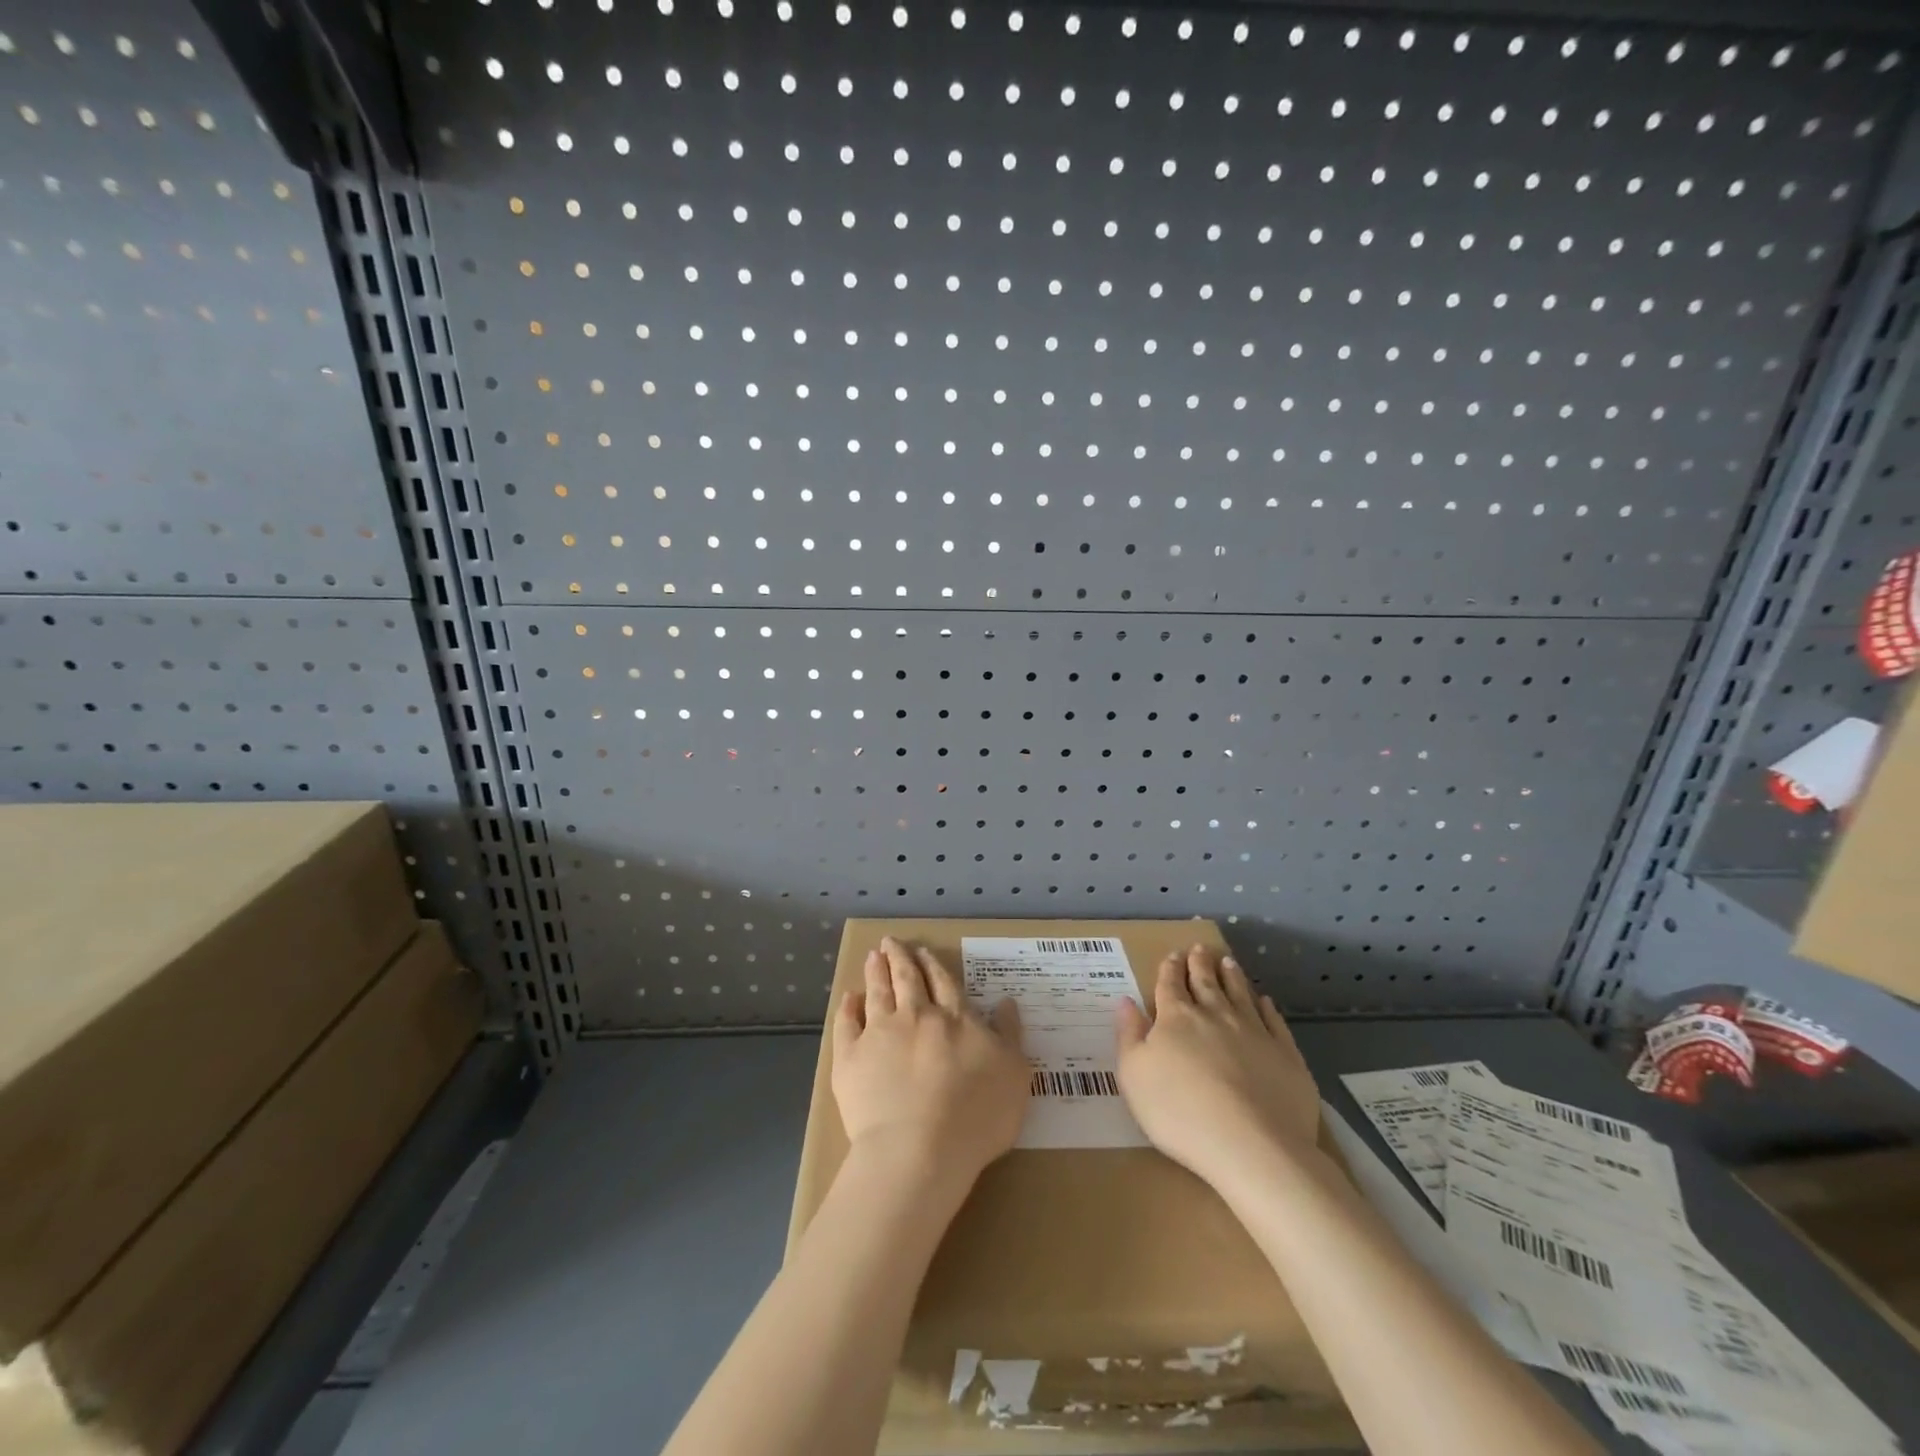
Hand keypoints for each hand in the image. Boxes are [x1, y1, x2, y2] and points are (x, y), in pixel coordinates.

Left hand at [833, 937, 1028, 1185]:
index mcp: (955, 1019)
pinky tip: (849, 998)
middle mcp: (916, 1016)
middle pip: (907, 979)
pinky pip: (846, 1025)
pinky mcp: (850, 1058)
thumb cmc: (976, 1116)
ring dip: (875, 972)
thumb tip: (1007, 1001)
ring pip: (878, 993)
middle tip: (891, 942)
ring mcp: (880, 1034)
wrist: (919, 1149)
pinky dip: (848, 1008)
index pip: (943, 983)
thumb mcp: (1013, 1074)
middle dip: (900, 958)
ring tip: (872, 956)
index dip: (932, 965)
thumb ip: (1009, 1035)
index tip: (923, 951)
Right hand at [1115, 944, 1319, 1185]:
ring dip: (1232, 976)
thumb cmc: (1179, 1112)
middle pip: (1206, 982)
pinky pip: (1274, 1022)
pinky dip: (1268, 1008)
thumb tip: (1125, 1001)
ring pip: (1241, 994)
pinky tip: (1266, 1002)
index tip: (1172, 955)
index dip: (1170, 968)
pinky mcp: (1285, 1055)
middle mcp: (1215, 1015)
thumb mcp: (1134, 1075)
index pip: (1170, 985)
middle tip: (1200, 947)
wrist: (1251, 1146)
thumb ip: (1129, 1035)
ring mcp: (1254, 1032)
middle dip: (1200, 963)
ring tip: (1228, 962)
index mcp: (1176, 1018)